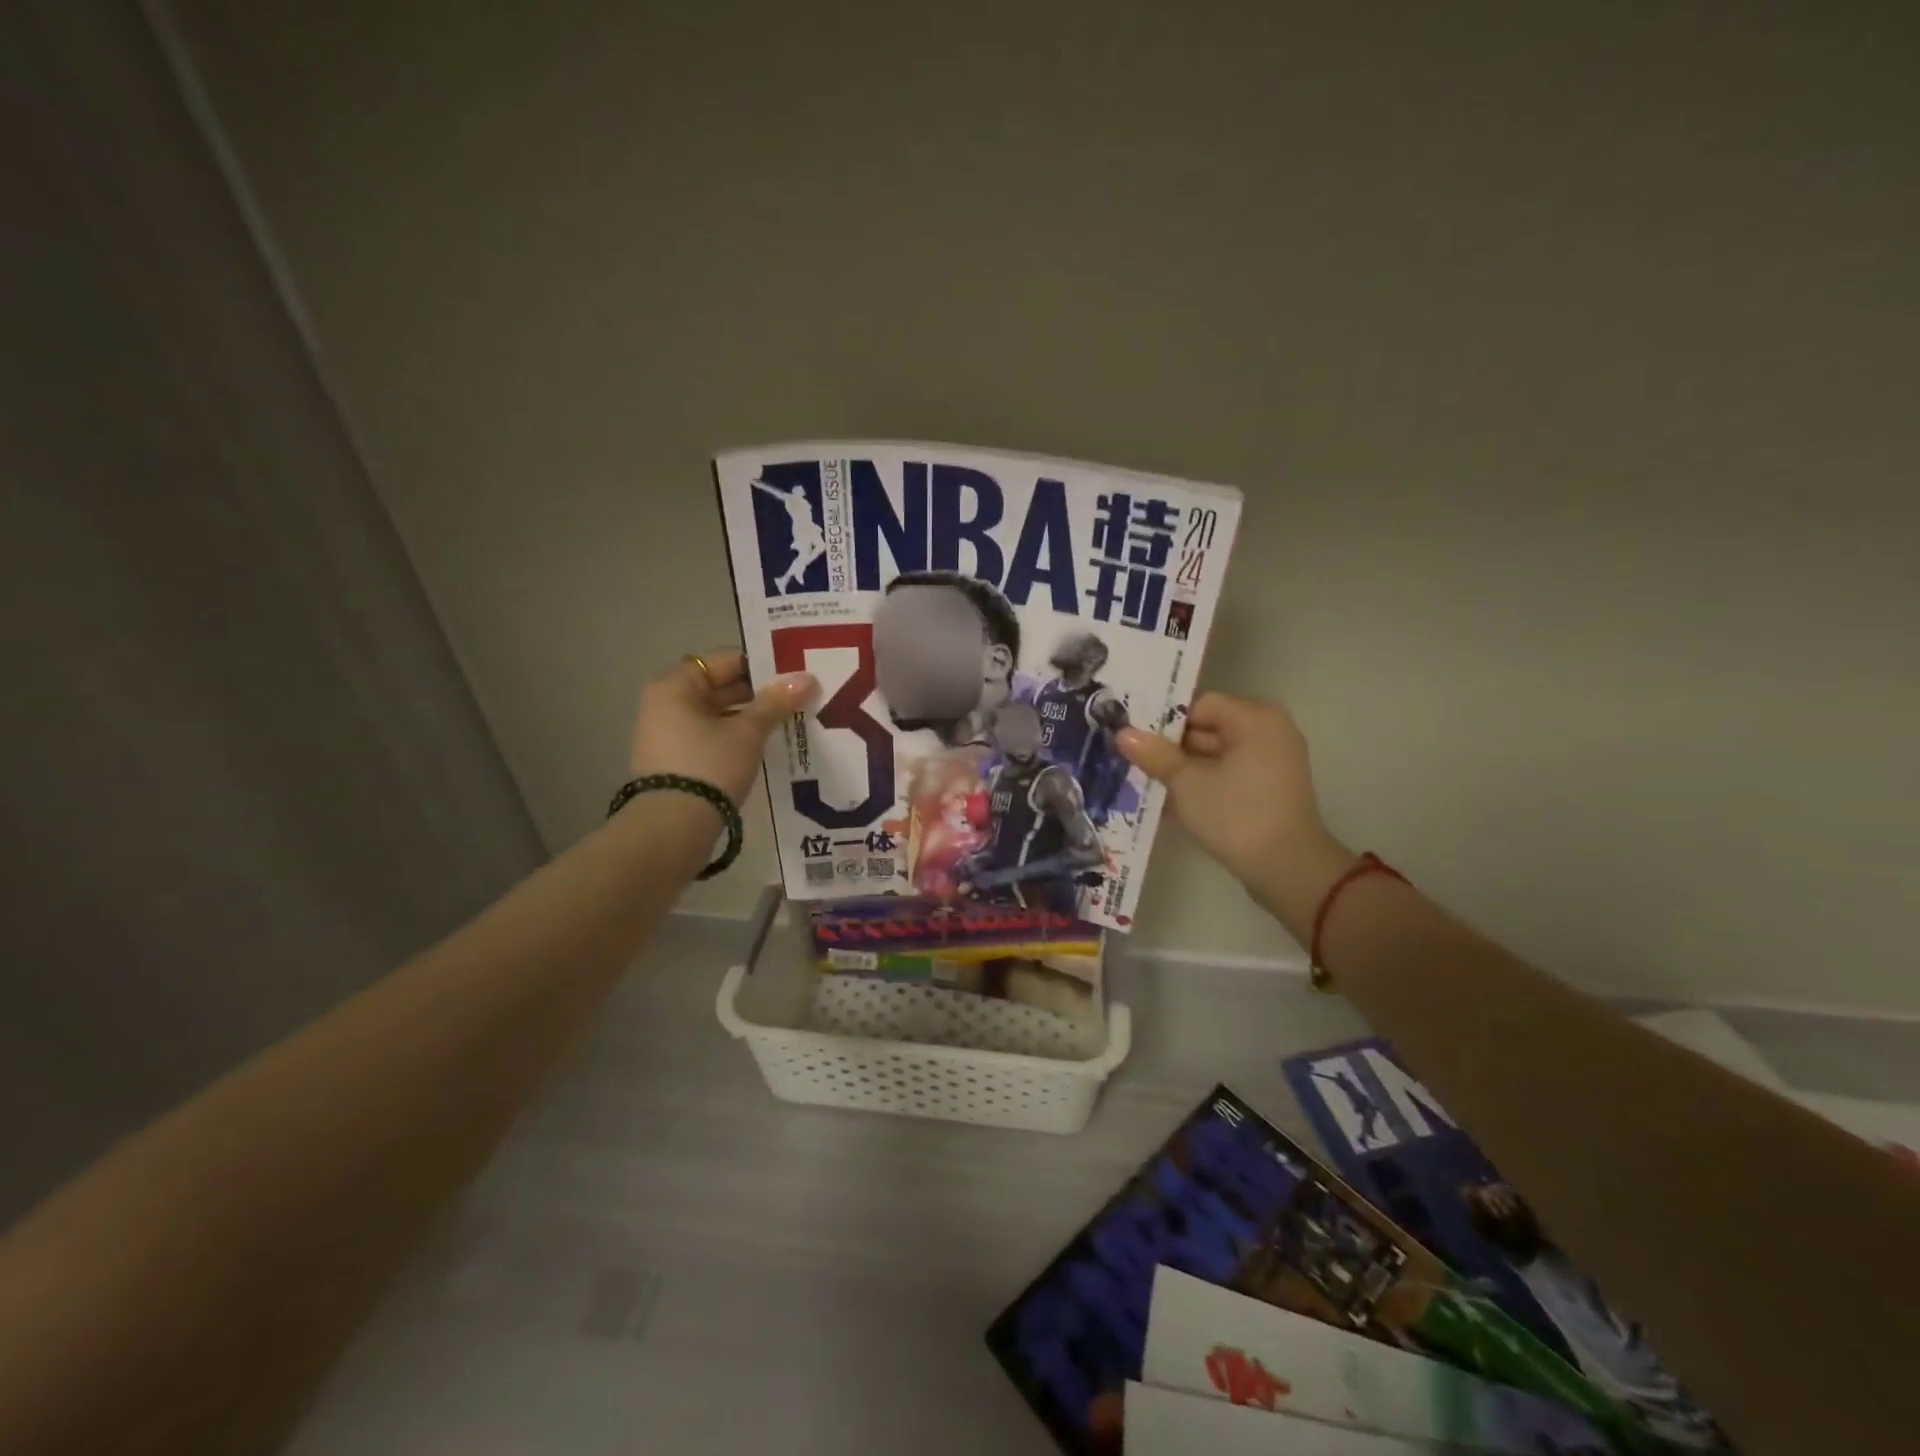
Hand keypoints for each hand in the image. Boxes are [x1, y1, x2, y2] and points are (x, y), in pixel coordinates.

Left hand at [629, 650, 815, 803]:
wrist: (672, 827)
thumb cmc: (709, 766)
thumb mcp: (748, 732)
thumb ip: (776, 702)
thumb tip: (805, 678)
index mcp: (676, 684)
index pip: (726, 660)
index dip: (762, 664)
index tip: (794, 673)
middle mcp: (665, 701)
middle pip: (720, 685)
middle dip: (759, 692)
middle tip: (799, 696)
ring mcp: (666, 732)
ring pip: (717, 712)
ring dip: (750, 715)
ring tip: (789, 720)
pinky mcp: (674, 758)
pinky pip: (710, 734)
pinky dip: (735, 735)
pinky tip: (765, 743)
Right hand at [1116, 693, 1356, 933]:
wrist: (1288, 869)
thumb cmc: (1236, 816)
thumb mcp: (1186, 783)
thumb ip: (1155, 754)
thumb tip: (1123, 732)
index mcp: (1254, 718)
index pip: (1199, 706)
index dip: (1164, 723)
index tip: (1134, 741)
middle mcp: (1269, 730)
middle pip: (1207, 728)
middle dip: (1170, 748)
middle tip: (1133, 762)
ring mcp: (1272, 760)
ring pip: (1215, 754)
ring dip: (1183, 769)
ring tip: (1145, 782)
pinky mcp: (1269, 787)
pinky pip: (1228, 773)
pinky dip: (1203, 783)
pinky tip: (1170, 801)